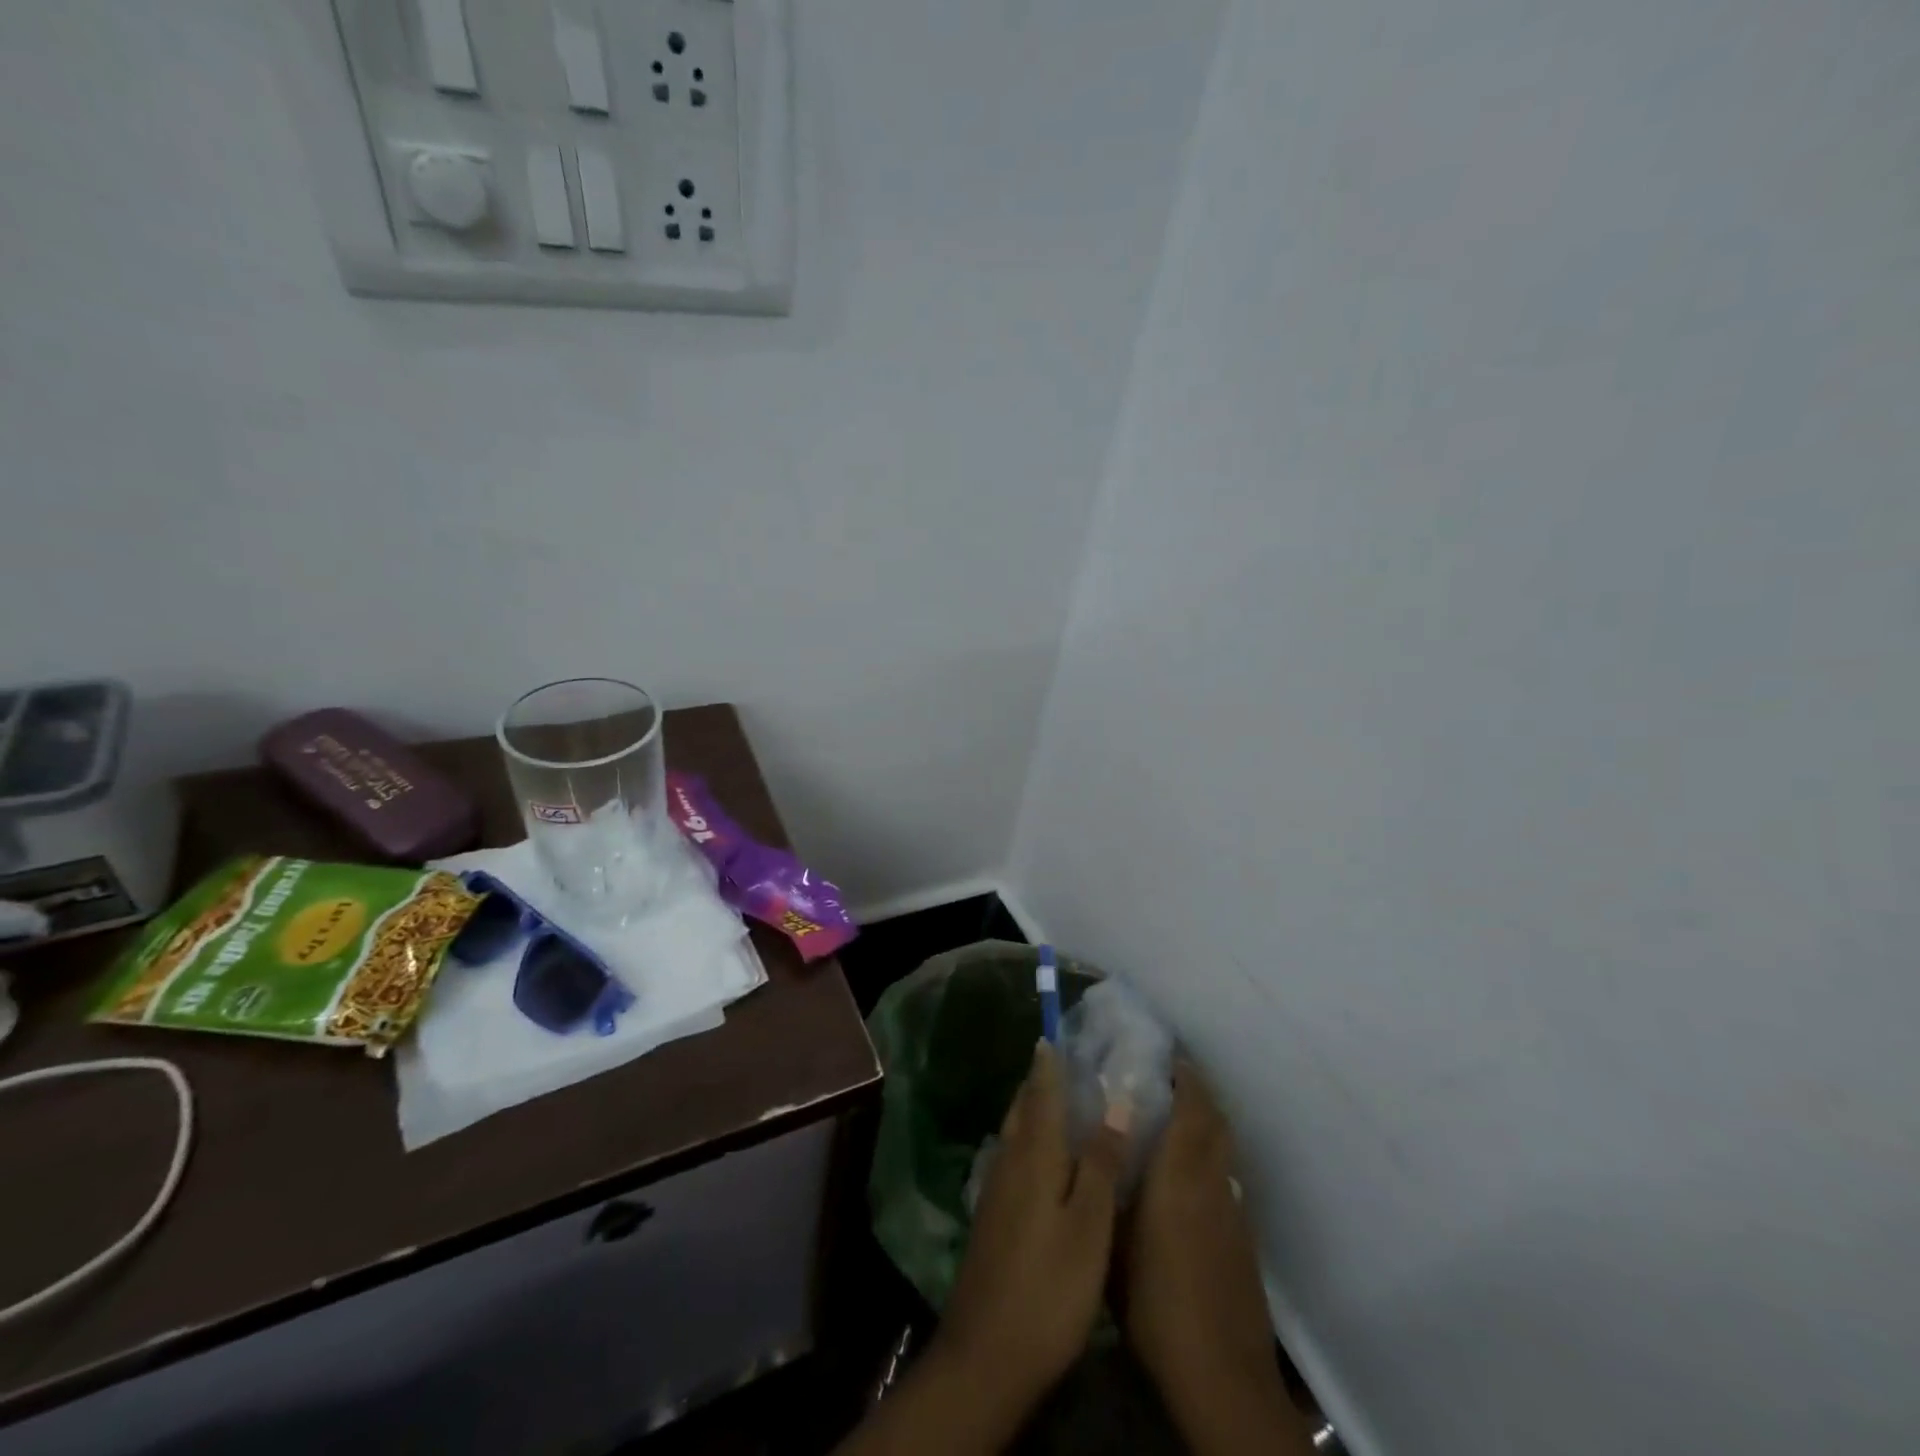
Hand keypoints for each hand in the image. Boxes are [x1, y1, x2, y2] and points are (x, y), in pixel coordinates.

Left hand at [933, 1040, 1126, 1414]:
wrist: (987, 1353)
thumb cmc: (1048, 1286)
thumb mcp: (1088, 1226)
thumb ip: (1100, 1162)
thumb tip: (1117, 1103)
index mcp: (1033, 1155)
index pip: (1041, 1093)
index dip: (1049, 1063)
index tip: (1055, 1033)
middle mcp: (1009, 1161)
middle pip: (1023, 1108)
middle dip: (1040, 1082)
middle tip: (1066, 1062)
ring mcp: (996, 1190)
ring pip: (1016, 1133)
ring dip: (1034, 1110)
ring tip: (1061, 1101)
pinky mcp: (993, 1216)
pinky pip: (1014, 1158)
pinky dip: (1031, 1142)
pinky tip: (1047, 1159)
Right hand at [1123, 1066, 1301, 1450]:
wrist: (1222, 1377)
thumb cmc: (1157, 1305)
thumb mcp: (1115, 1243)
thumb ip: (1110, 1189)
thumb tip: (1100, 1149)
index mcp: (1181, 1175)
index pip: (1193, 1107)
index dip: (1185, 1075)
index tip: (1167, 1053)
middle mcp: (1214, 1183)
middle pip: (1216, 1121)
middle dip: (1198, 1091)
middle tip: (1168, 1075)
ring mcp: (1234, 1212)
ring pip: (1225, 1149)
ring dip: (1206, 1124)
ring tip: (1175, 1116)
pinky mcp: (1243, 1240)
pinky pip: (1227, 1179)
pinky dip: (1211, 1159)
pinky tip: (1187, 1177)